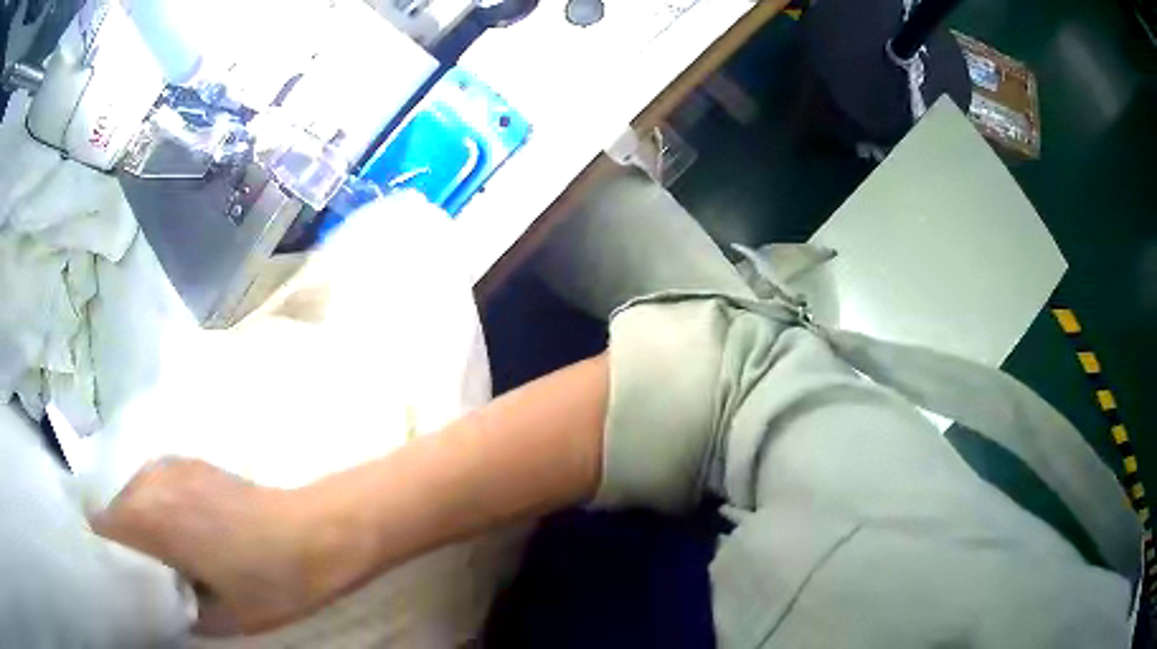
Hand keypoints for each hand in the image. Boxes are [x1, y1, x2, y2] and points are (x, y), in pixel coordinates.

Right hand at [89, 458, 332, 635]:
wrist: (315, 534)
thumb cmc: (269, 583)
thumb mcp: (220, 618)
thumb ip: (175, 608)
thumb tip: (154, 600)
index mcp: (150, 518)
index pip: (102, 528)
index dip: (104, 554)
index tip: (114, 577)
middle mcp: (151, 481)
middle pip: (115, 509)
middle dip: (121, 541)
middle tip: (140, 573)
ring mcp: (171, 465)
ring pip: (133, 494)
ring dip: (138, 522)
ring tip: (160, 555)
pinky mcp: (191, 462)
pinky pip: (155, 484)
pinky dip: (155, 506)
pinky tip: (180, 531)